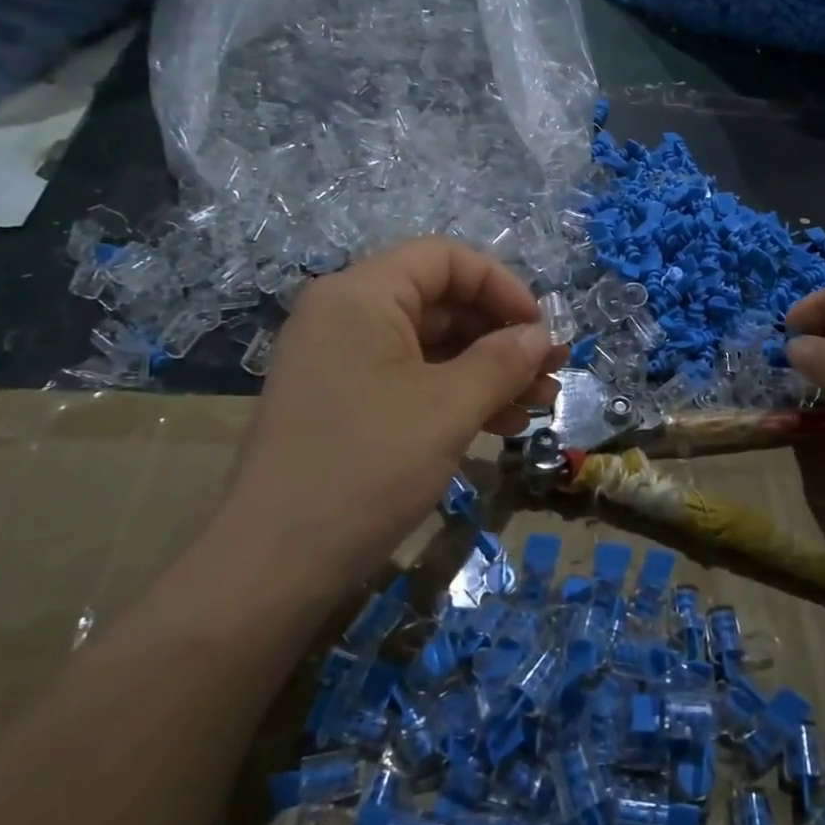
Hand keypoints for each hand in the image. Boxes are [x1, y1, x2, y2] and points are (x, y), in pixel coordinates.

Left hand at [215, 239, 562, 584]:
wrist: (274, 565)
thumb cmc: (367, 468)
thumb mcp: (448, 409)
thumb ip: (503, 361)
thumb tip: (539, 335)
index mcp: (362, 295)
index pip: (445, 259)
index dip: (502, 286)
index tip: (540, 330)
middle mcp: (346, 315)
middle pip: (440, 303)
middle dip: (502, 337)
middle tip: (550, 374)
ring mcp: (340, 361)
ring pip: (430, 346)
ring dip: (488, 371)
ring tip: (537, 406)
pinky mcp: (343, 402)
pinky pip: (410, 380)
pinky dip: (456, 395)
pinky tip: (498, 426)